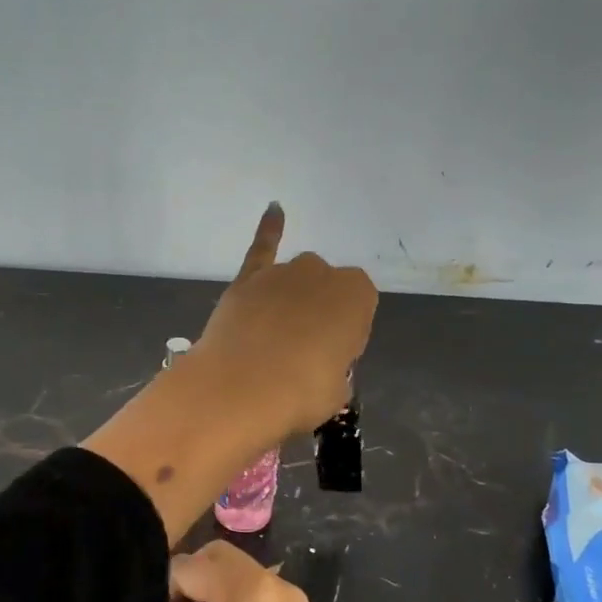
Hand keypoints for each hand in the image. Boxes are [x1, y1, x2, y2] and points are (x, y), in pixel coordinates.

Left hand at [82, 204, 376, 545]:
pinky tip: (274, 209)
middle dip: (317, 314)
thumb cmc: (302, 393)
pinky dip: (269, 228)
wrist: (242, 387)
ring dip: (291, 300)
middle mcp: (322, 272)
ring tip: (274, 336)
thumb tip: (319, 365)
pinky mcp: (248, 277)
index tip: (330, 358)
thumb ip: (335, 368)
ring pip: (294, 280)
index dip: (344, 335)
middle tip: (302, 353)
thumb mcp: (338, 389)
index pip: (359, 310)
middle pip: (325, 291)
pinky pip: (262, 246)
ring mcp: (282, 271)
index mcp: (358, 295)